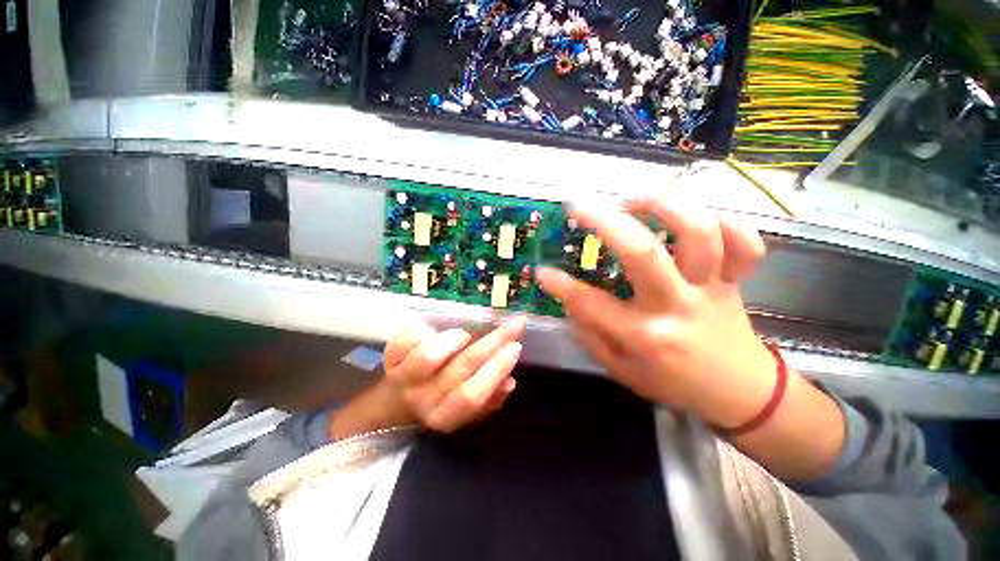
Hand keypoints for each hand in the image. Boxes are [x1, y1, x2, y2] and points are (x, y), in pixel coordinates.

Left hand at [380, 316, 526, 432]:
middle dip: (491, 343)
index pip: (473, 395)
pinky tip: (436, 330)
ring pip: (430, 355)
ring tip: (467, 334)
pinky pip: (407, 339)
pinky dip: (426, 330)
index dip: (496, 369)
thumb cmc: (440, 401)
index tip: (516, 346)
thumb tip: (510, 382)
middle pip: (459, 369)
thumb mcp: (466, 411)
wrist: (393, 404)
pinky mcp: (390, 358)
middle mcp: (423, 400)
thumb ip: (490, 399)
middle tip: (513, 325)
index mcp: (445, 416)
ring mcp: (403, 379)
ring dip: (456, 339)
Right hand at [536, 198, 774, 427]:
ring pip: (698, 233)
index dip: (560, 285)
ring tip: (633, 201)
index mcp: (645, 335)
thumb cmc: (675, 384)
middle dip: (604, 221)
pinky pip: (744, 243)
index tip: (542, 270)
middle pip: (642, 252)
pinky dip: (726, 222)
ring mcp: (711, 288)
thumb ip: (593, 339)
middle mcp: (676, 305)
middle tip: (579, 207)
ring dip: (664, 206)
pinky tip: (697, 218)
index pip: (591, 304)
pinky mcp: (735, 280)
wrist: (741, 394)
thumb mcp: (624, 372)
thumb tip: (569, 307)